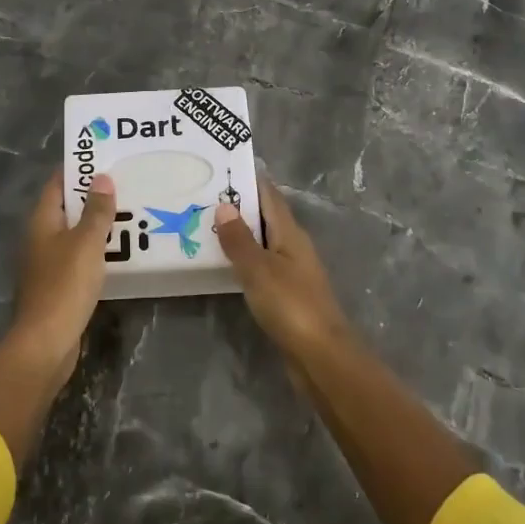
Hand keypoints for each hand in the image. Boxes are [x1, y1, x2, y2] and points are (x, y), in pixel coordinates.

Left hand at [8, 170, 116, 389]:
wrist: (46, 343)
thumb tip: (101, 177)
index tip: (104, 157)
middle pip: (66, 209)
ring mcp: (47, 264)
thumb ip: (96, 211)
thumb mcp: (86, 243)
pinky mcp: (58, 287)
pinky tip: (120, 252)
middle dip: (92, 197)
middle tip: (126, 184)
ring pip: (74, 235)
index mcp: (41, 222)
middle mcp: (40, 239)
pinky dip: (96, 251)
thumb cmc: (64, 285)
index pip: (57, 184)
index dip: (77, 169)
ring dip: (97, 225)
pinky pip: (79, 258)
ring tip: (130, 213)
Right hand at [213, 177, 351, 355]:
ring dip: (240, 234)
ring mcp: (292, 272)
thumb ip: (239, 239)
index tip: (222, 168)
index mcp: (290, 233)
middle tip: (203, 196)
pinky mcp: (287, 295)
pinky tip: (224, 264)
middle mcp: (294, 247)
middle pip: (266, 217)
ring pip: (263, 243)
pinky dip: (243, 259)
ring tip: (206, 226)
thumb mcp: (259, 269)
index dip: (249, 180)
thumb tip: (223, 206)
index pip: (269, 196)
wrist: (321, 356)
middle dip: (239, 206)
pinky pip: (261, 266)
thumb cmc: (291, 305)